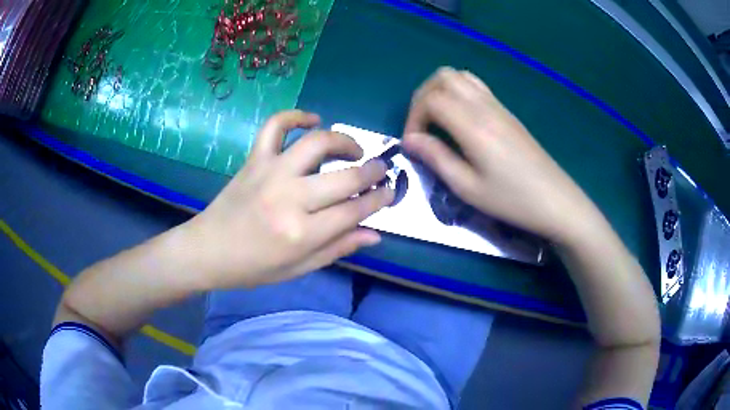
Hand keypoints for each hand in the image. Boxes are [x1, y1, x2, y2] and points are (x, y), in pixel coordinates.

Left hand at [183, 110, 393, 289]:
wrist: (208, 250)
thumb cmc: (253, 267)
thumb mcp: (299, 268)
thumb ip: (338, 248)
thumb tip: (375, 233)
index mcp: (301, 233)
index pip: (354, 210)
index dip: (379, 200)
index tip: (390, 192)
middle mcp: (289, 198)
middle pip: (345, 177)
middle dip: (372, 172)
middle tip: (381, 170)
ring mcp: (270, 173)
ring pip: (317, 143)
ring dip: (344, 140)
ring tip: (354, 149)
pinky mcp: (254, 159)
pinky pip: (275, 126)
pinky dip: (295, 116)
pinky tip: (312, 120)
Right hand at [403, 67, 593, 241]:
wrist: (555, 200)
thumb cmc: (512, 200)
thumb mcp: (468, 188)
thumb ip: (436, 158)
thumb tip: (410, 140)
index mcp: (473, 125)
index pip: (430, 99)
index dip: (413, 117)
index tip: (413, 144)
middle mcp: (484, 106)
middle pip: (442, 77)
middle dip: (422, 97)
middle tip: (421, 127)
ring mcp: (497, 105)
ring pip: (459, 76)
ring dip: (439, 90)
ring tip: (436, 119)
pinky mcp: (506, 111)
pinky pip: (475, 85)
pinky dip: (457, 92)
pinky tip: (459, 118)